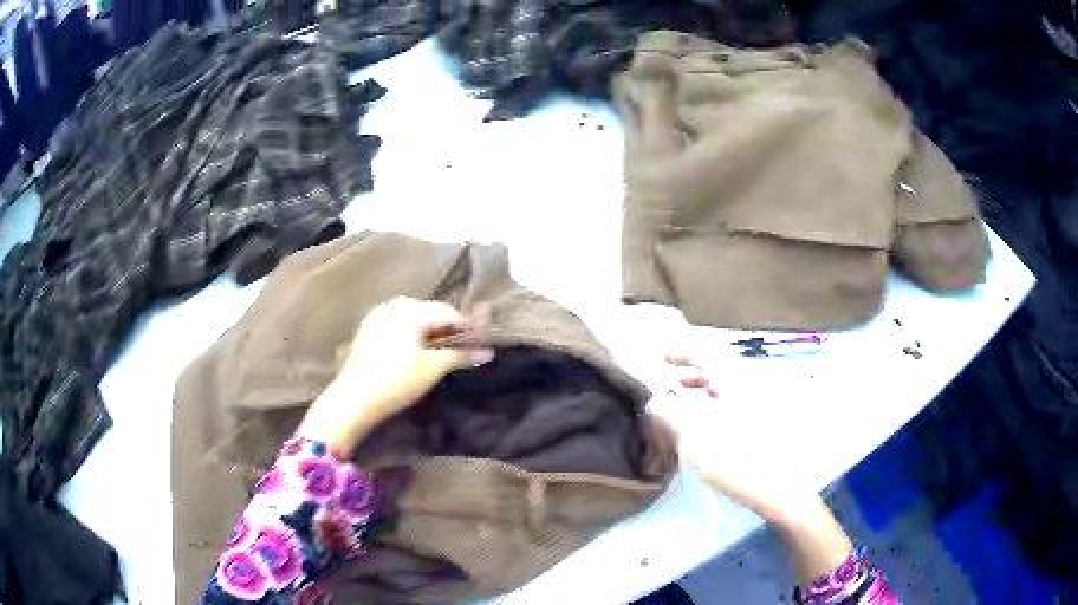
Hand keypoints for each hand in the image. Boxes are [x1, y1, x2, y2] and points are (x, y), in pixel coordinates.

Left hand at [296, 297, 493, 454]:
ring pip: (412, 319)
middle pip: (429, 312)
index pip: (447, 312)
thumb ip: (461, 356)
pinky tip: (414, 354)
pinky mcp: (366, 331)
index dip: (466, 327)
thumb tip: (488, 353)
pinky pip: (396, 326)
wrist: (354, 399)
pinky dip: (410, 336)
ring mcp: (376, 316)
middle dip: (446, 329)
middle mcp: (393, 305)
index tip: (480, 342)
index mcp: (410, 309)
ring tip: (439, 352)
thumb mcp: (433, 368)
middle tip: (460, 349)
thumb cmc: (397, 380)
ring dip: (428, 333)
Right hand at [654, 355, 854, 582]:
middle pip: (720, 369)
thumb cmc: (737, 460)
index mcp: (735, 381)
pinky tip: (709, 426)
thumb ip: (670, 415)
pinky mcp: (766, 425)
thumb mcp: (695, 438)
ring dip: (705, 390)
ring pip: (729, 387)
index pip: (706, 354)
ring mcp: (762, 406)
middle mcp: (751, 386)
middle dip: (694, 373)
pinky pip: (737, 403)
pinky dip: (718, 406)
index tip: (663, 357)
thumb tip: (656, 402)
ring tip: (688, 403)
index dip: (682, 353)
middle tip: (674, 381)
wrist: (780, 489)